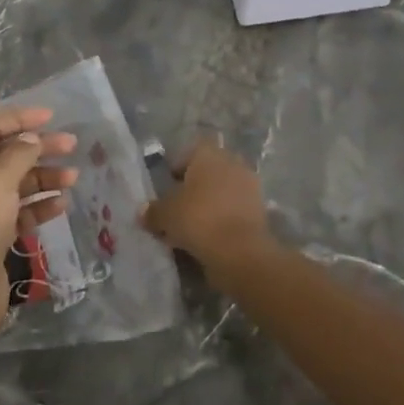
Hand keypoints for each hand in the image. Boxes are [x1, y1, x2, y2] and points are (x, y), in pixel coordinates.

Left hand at [0, 107, 74, 344]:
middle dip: (38, 149)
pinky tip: (62, 205)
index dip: (20, 119)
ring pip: (16, 183)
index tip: (51, 116)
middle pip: (5, 155)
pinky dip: (39, 205)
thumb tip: (32, 139)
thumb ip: (19, 153)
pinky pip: (19, 211)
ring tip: (73, 179)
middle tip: (72, 145)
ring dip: (44, 178)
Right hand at [140, 139, 277, 285]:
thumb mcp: (166, 215)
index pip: (189, 152)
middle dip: (195, 187)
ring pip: (222, 190)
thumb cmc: (198, 219)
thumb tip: (143, 212)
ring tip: (193, 226)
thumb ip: (153, 211)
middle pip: (207, 171)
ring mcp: (249, 185)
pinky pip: (234, 209)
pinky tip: (211, 237)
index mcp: (208, 154)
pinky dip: (224, 219)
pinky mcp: (260, 209)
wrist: (241, 251)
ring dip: (210, 204)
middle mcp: (231, 162)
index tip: (167, 188)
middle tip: (179, 207)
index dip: (176, 169)